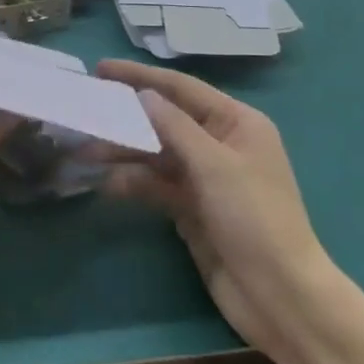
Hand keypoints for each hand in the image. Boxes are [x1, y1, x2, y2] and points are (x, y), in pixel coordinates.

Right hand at [97, 61, 344, 356]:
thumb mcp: (214, 165)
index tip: (101, 69)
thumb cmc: (254, 218)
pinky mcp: (191, 207)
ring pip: (155, 153)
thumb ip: (174, 126)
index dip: (140, 77)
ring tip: (84, 153)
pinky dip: (132, 182)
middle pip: (164, 120)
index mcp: (236, 123)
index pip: (181, 89)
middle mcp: (219, 143)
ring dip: (122, 152)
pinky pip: (155, 184)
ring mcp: (204, 177)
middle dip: (125, 117)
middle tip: (85, 110)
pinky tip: (106, 184)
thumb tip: (143, 95)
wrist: (279, 294)